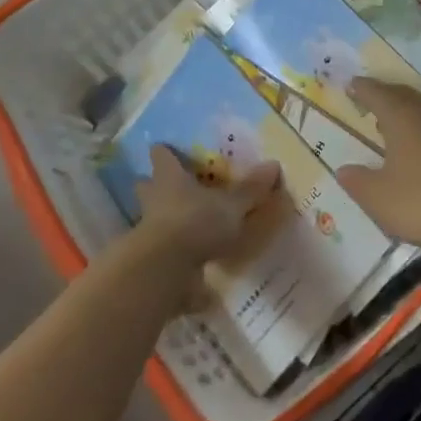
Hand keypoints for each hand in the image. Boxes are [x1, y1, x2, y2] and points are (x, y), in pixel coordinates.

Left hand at [134, 146, 282, 270]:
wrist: (163, 270)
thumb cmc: (196, 223)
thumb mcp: (231, 206)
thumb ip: (251, 188)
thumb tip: (274, 164)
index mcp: (170, 178)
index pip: (161, 156)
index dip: (165, 153)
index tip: (167, 150)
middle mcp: (154, 198)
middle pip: (147, 185)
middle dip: (155, 185)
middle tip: (173, 186)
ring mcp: (146, 229)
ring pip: (150, 215)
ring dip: (162, 217)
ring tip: (184, 223)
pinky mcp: (149, 257)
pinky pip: (160, 247)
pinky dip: (172, 250)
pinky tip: (189, 259)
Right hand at [336, 79, 420, 254]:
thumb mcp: (377, 196)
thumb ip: (357, 181)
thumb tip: (344, 170)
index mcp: (401, 116)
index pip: (377, 93)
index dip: (362, 88)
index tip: (349, 84)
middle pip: (401, 94)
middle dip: (382, 93)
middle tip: (365, 96)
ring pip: (418, 107)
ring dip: (400, 107)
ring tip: (384, 118)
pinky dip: (414, 123)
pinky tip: (409, 142)